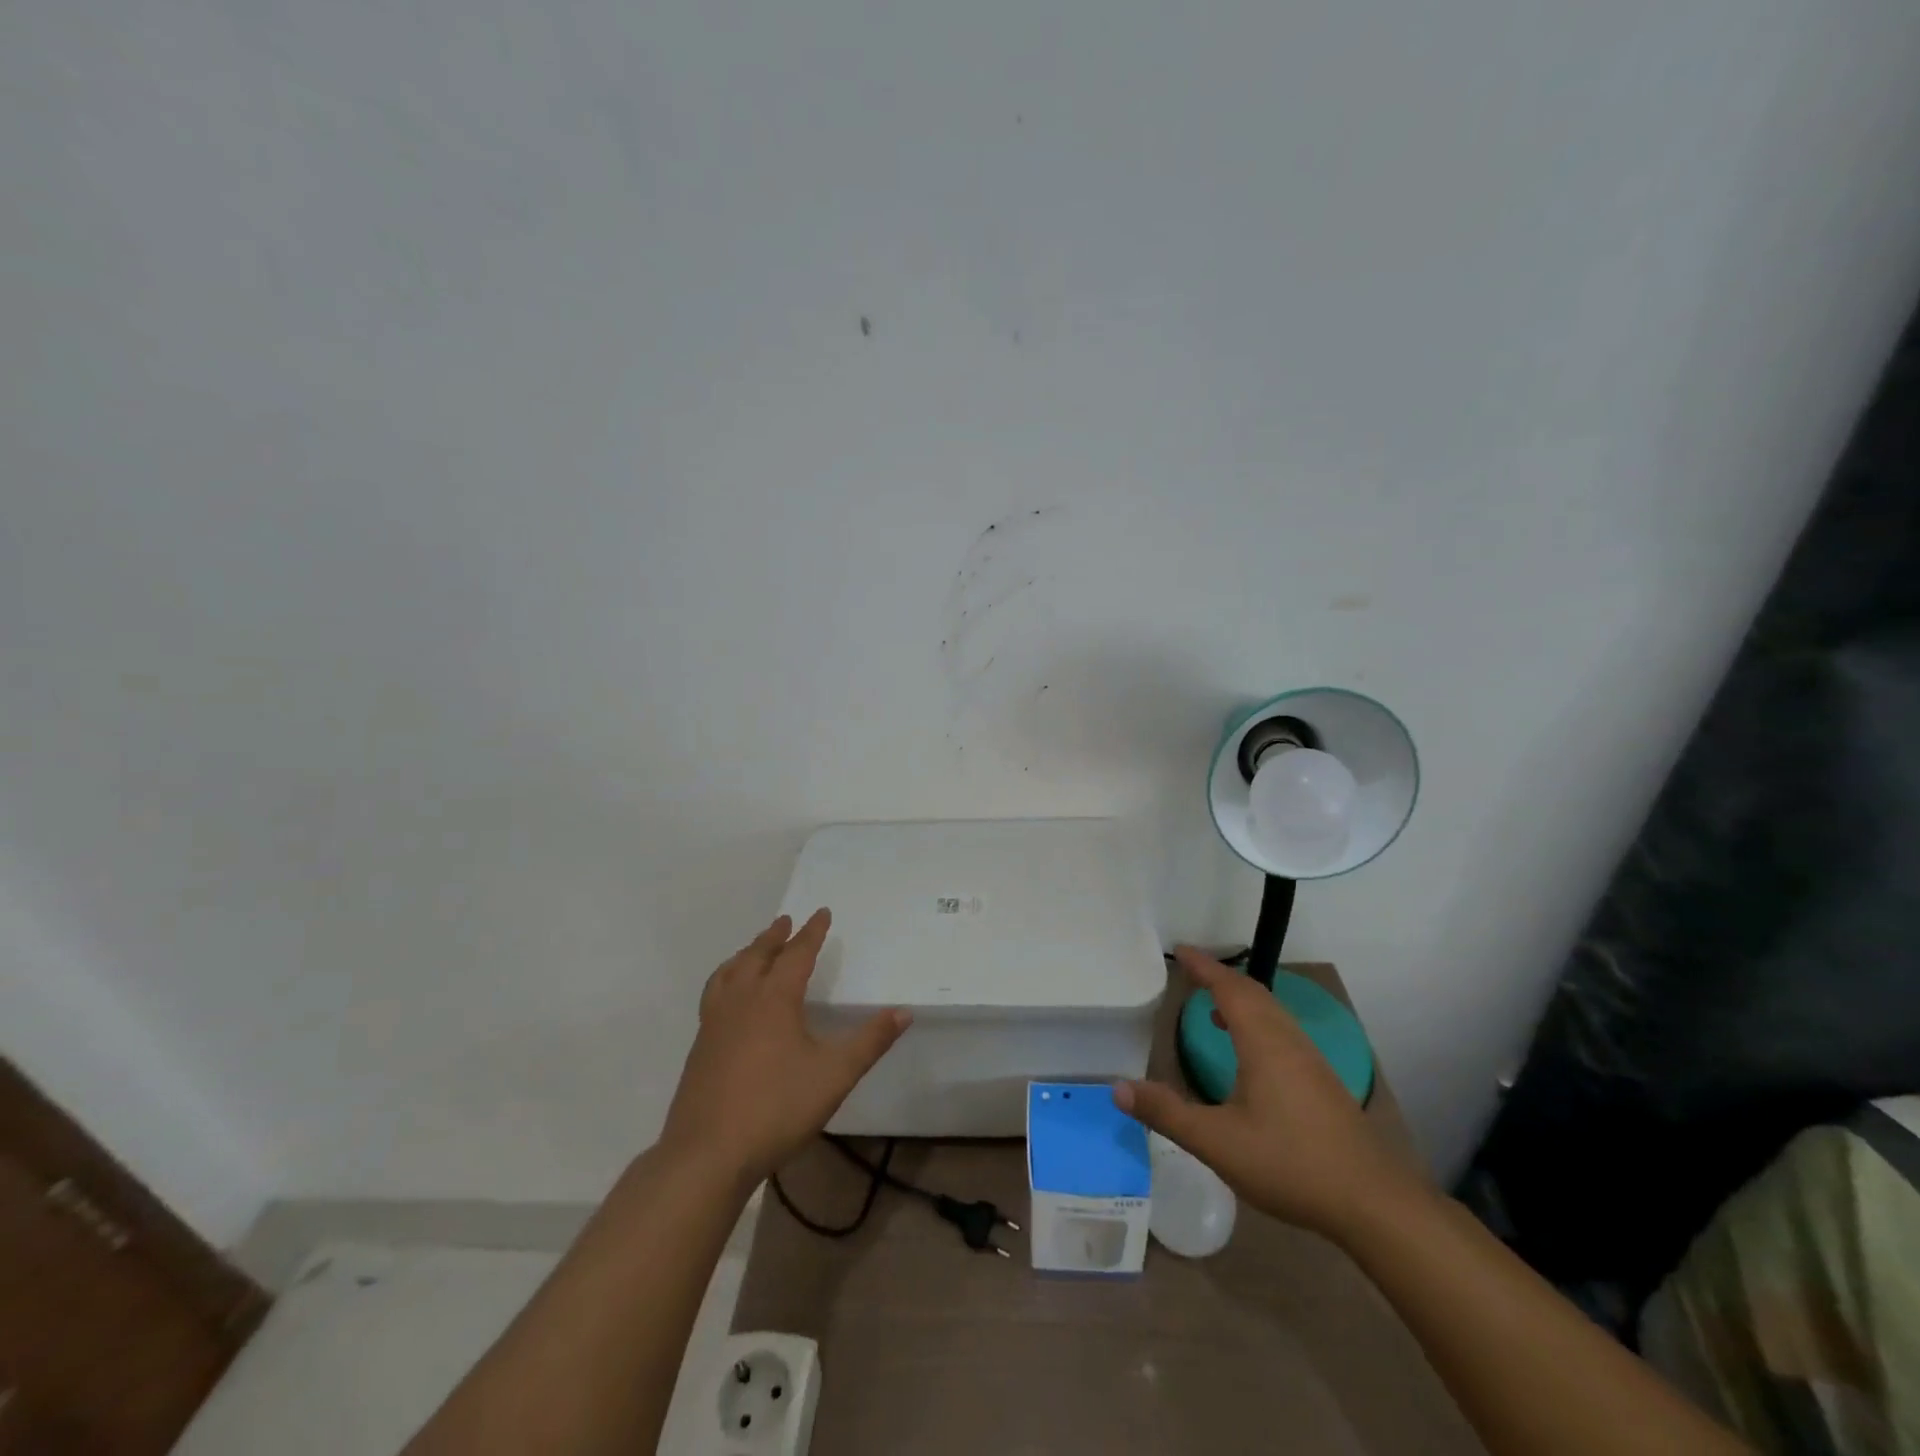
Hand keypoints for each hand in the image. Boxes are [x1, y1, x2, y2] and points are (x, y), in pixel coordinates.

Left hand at [660, 909, 909, 1186]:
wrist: (707, 1155)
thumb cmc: (777, 1108)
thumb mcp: (835, 1075)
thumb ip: (870, 1042)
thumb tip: (903, 1011)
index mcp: (774, 999)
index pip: (796, 954)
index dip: (812, 932)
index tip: (822, 912)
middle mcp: (741, 1001)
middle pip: (757, 956)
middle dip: (774, 937)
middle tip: (785, 921)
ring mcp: (714, 1023)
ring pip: (729, 973)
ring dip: (745, 955)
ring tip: (753, 951)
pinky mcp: (699, 1047)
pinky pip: (714, 995)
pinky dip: (726, 980)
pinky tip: (730, 1000)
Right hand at [1114, 947, 1424, 1240]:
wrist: (1371, 1201)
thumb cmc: (1289, 1163)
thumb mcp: (1217, 1142)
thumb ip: (1167, 1113)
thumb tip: (1118, 1088)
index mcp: (1262, 1042)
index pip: (1229, 988)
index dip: (1204, 967)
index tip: (1180, 950)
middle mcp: (1287, 1039)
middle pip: (1253, 992)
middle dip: (1221, 977)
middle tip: (1191, 971)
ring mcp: (1309, 1059)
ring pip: (1271, 1011)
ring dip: (1241, 998)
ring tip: (1213, 1008)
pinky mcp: (1321, 1080)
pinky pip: (1282, 1029)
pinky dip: (1258, 1020)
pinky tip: (1249, 1052)